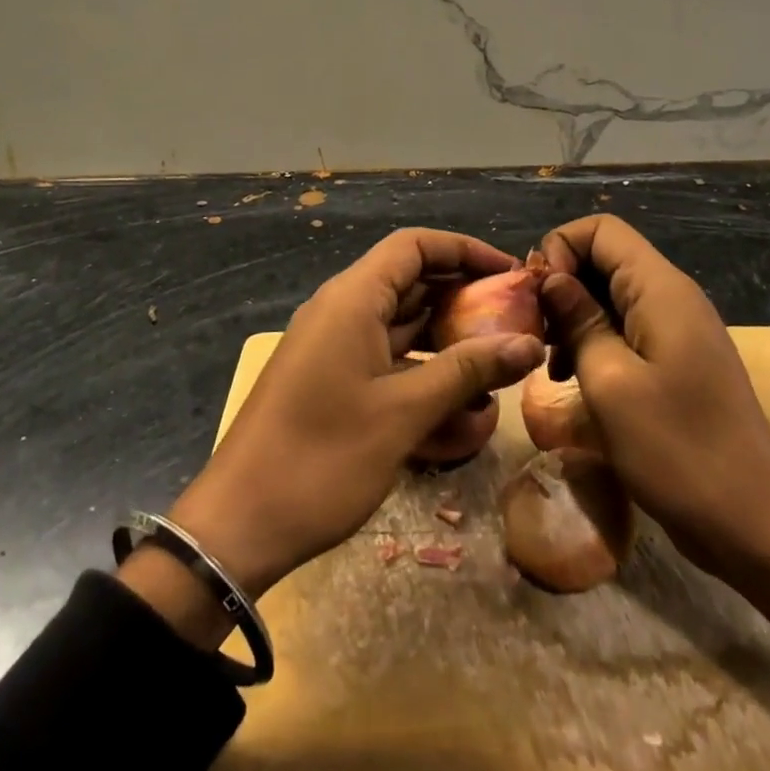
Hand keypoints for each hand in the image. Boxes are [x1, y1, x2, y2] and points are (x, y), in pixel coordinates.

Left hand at [164, 228, 545, 599]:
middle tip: (514, 320)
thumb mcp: (404, 412)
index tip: (511, 272)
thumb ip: (468, 371)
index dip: (464, 250)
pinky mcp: (332, 382)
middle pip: (410, 282)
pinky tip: (459, 406)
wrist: (240, 524)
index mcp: (352, 299)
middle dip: (463, 298)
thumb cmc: (323, 458)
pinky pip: (385, 360)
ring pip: (401, 325)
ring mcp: (334, 348)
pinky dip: (421, 372)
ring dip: (446, 341)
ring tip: (496, 365)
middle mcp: (341, 312)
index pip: (414, 246)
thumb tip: (529, 342)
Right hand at [538, 215, 769, 570]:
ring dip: (573, 317)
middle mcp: (671, 297)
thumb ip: (578, 319)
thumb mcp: (610, 381)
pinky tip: (573, 378)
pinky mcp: (676, 361)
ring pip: (610, 295)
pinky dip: (593, 342)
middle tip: (535, 333)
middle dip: (561, 285)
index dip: (559, 248)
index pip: (600, 229)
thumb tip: (551, 278)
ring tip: (550, 362)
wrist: (754, 523)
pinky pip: (626, 329)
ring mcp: (676, 330)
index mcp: (659, 289)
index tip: (538, 297)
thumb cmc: (677, 449)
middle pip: (603, 259)